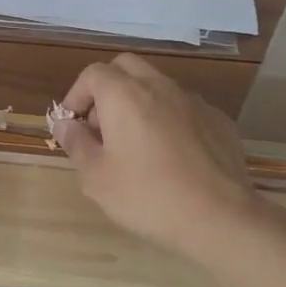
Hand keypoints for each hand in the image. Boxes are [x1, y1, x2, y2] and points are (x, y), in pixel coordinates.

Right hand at [56, 55, 269, 258]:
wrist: (221, 218)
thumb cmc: (147, 196)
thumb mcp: (96, 177)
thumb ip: (75, 143)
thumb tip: (64, 124)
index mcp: (124, 95)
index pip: (92, 74)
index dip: (76, 95)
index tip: (73, 125)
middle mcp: (159, 87)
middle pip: (126, 67)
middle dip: (107, 89)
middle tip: (101, 126)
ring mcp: (194, 102)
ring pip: (157, 85)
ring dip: (138, 103)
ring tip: (134, 144)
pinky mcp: (219, 121)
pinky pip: (184, 108)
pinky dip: (168, 119)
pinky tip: (171, 156)